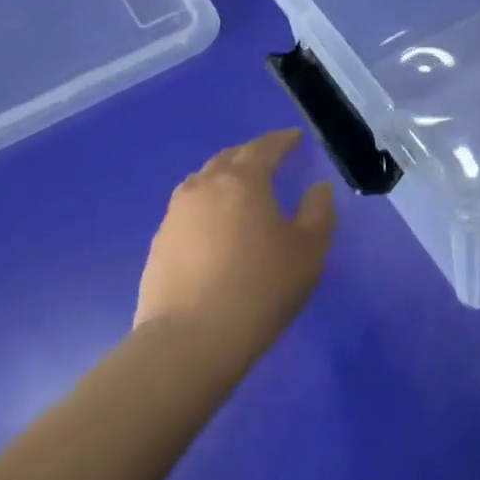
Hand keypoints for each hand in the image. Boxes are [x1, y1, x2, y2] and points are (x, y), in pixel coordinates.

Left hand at [135, 130, 335, 367]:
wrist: (190, 341)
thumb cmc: (260, 288)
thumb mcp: (308, 251)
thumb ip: (319, 212)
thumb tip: (318, 189)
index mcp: (243, 181)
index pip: (265, 147)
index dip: (283, 140)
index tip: (295, 138)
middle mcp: (205, 187)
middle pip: (229, 158)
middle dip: (251, 154)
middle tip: (270, 160)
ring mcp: (176, 215)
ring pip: (203, 181)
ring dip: (224, 177)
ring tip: (240, 191)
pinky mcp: (160, 243)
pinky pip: (188, 209)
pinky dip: (207, 206)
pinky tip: (216, 228)